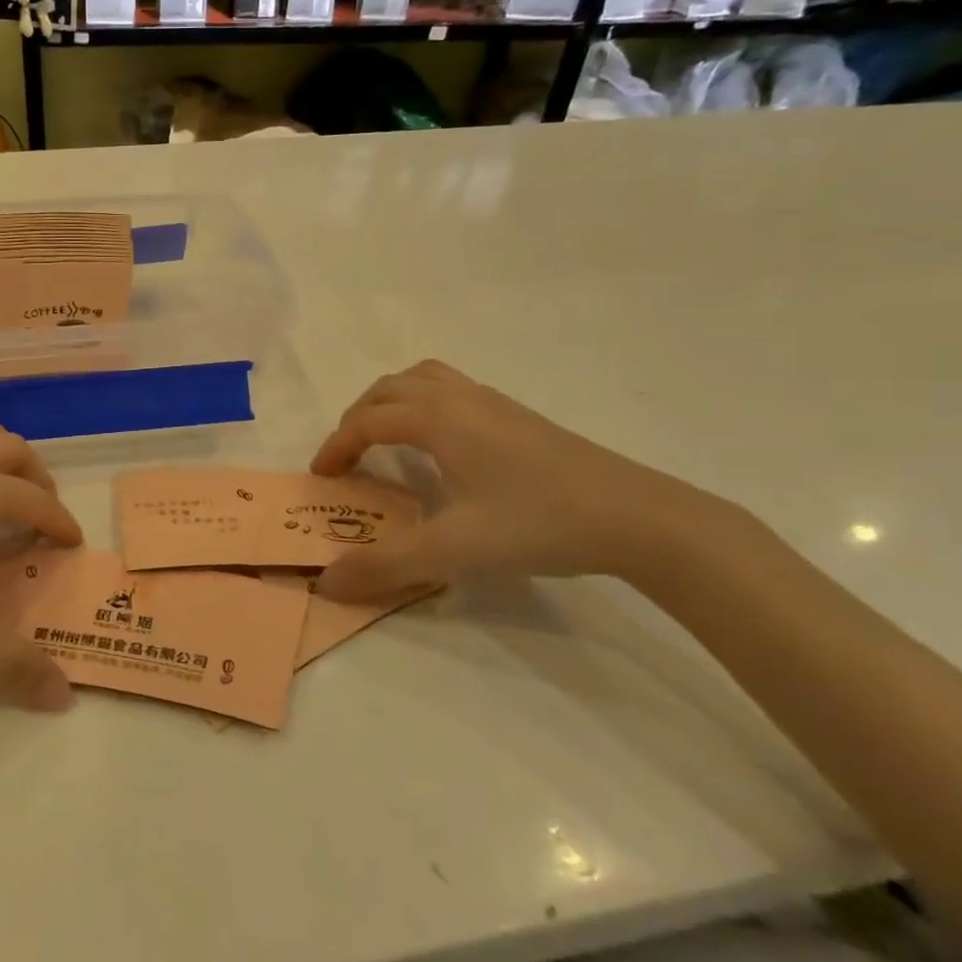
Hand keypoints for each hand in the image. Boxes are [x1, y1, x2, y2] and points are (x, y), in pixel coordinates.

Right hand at [311, 361, 727, 600]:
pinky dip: (425, 405)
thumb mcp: (453, 551)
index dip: (336, 447)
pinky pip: (453, 391)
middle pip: (390, 388)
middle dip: (358, 418)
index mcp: (438, 420)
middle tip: (348, 458)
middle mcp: (461, 399)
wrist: (639, 518)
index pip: (367, 421)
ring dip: (392, 402)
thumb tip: (326, 582)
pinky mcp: (521, 417)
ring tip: (386, 439)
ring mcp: (495, 403)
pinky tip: (442, 448)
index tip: (321, 479)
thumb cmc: (538, 524)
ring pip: (425, 380)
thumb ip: (385, 565)